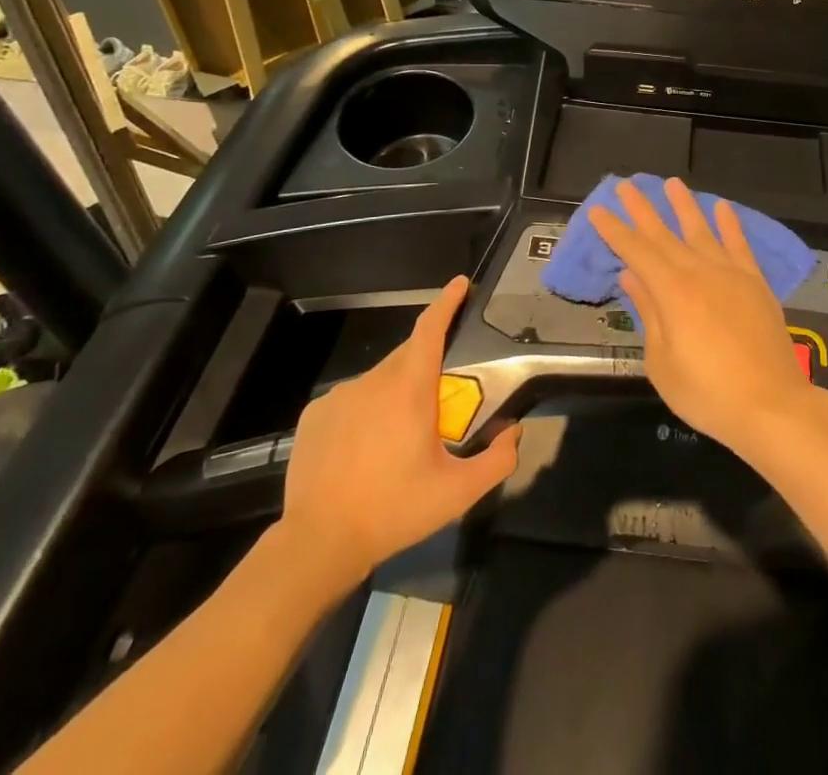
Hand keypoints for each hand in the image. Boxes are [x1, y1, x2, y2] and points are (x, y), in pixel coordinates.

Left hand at [278, 276, 519, 582]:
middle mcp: (373, 380)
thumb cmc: (393, 511)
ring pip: (379, 380)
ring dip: (396, 393)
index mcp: (410, 388)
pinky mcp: (314, 415)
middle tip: (442, 400)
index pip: (431, 328)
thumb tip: (513, 430)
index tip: (461, 284)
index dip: (447, 302)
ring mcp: (339, 396)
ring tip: (399, 437)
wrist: (318, 544)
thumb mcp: (457, 493)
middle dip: (427, 364)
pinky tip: (364, 449)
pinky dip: (366, 411)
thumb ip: (497, 459)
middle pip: (408, 355)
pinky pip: (351, 400)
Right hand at [589, 177, 818, 456]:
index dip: (615, 231)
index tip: (598, 210)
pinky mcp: (755, 283)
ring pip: (702, 231)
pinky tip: (722, 207)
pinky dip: (730, 224)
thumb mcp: (662, 362)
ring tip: (672, 183)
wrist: (771, 406)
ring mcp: (731, 274)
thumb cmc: (707, 392)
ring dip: (685, 206)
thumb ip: (649, 313)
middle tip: (625, 186)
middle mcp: (700, 272)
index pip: (636, 252)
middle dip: (642, 210)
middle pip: (664, 235)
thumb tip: (632, 276)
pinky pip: (739, 245)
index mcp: (672, 292)